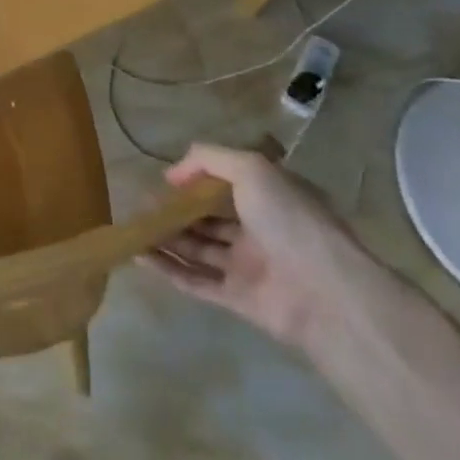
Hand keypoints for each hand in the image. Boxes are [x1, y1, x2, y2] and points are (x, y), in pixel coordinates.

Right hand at [142, 142, 380, 350]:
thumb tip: (172, 173)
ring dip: (167, 238)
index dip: (197, 179)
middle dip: (176, 211)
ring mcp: (248, 266)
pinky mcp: (238, 299)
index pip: (228, 183)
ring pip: (198, 248)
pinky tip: (139, 256)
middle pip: (208, 218)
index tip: (166, 180)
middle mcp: (259, 230)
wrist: (327, 292)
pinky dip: (168, 269)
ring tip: (132, 227)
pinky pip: (196, 281)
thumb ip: (208, 160)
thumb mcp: (251, 169)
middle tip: (141, 204)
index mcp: (269, 198)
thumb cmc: (290, 219)